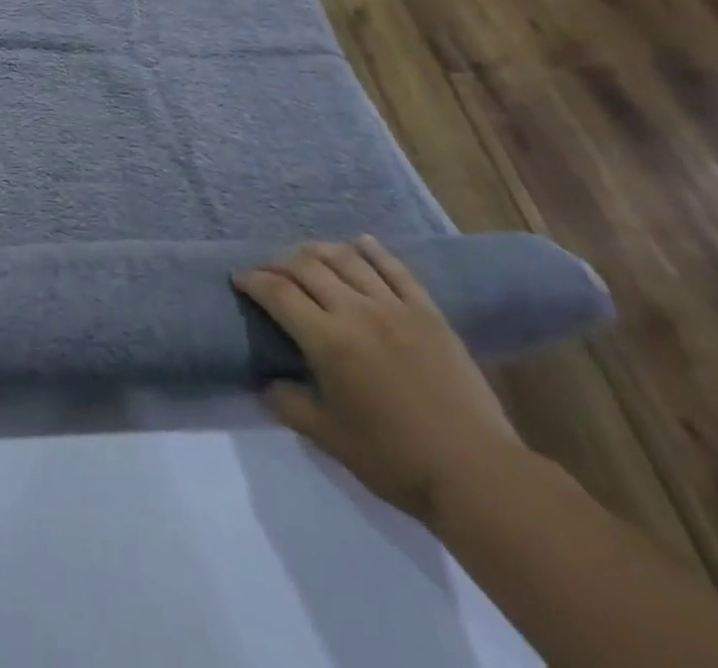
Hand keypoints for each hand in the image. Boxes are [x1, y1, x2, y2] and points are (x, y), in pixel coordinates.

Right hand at [234, 237, 522, 522]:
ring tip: (306, 256)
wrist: (478, 473)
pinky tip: (361, 243)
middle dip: (279, 263)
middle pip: (307, 267)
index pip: (278, 293)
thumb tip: (267, 384)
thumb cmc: (396, 459)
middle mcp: (356, 311)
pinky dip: (373, 250)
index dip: (253, 280)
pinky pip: (396, 269)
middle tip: (268, 271)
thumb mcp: (331, 439)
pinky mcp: (428, 312)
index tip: (239, 279)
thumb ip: (291, 405)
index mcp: (327, 340)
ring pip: (347, 259)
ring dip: (319, 251)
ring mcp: (395, 307)